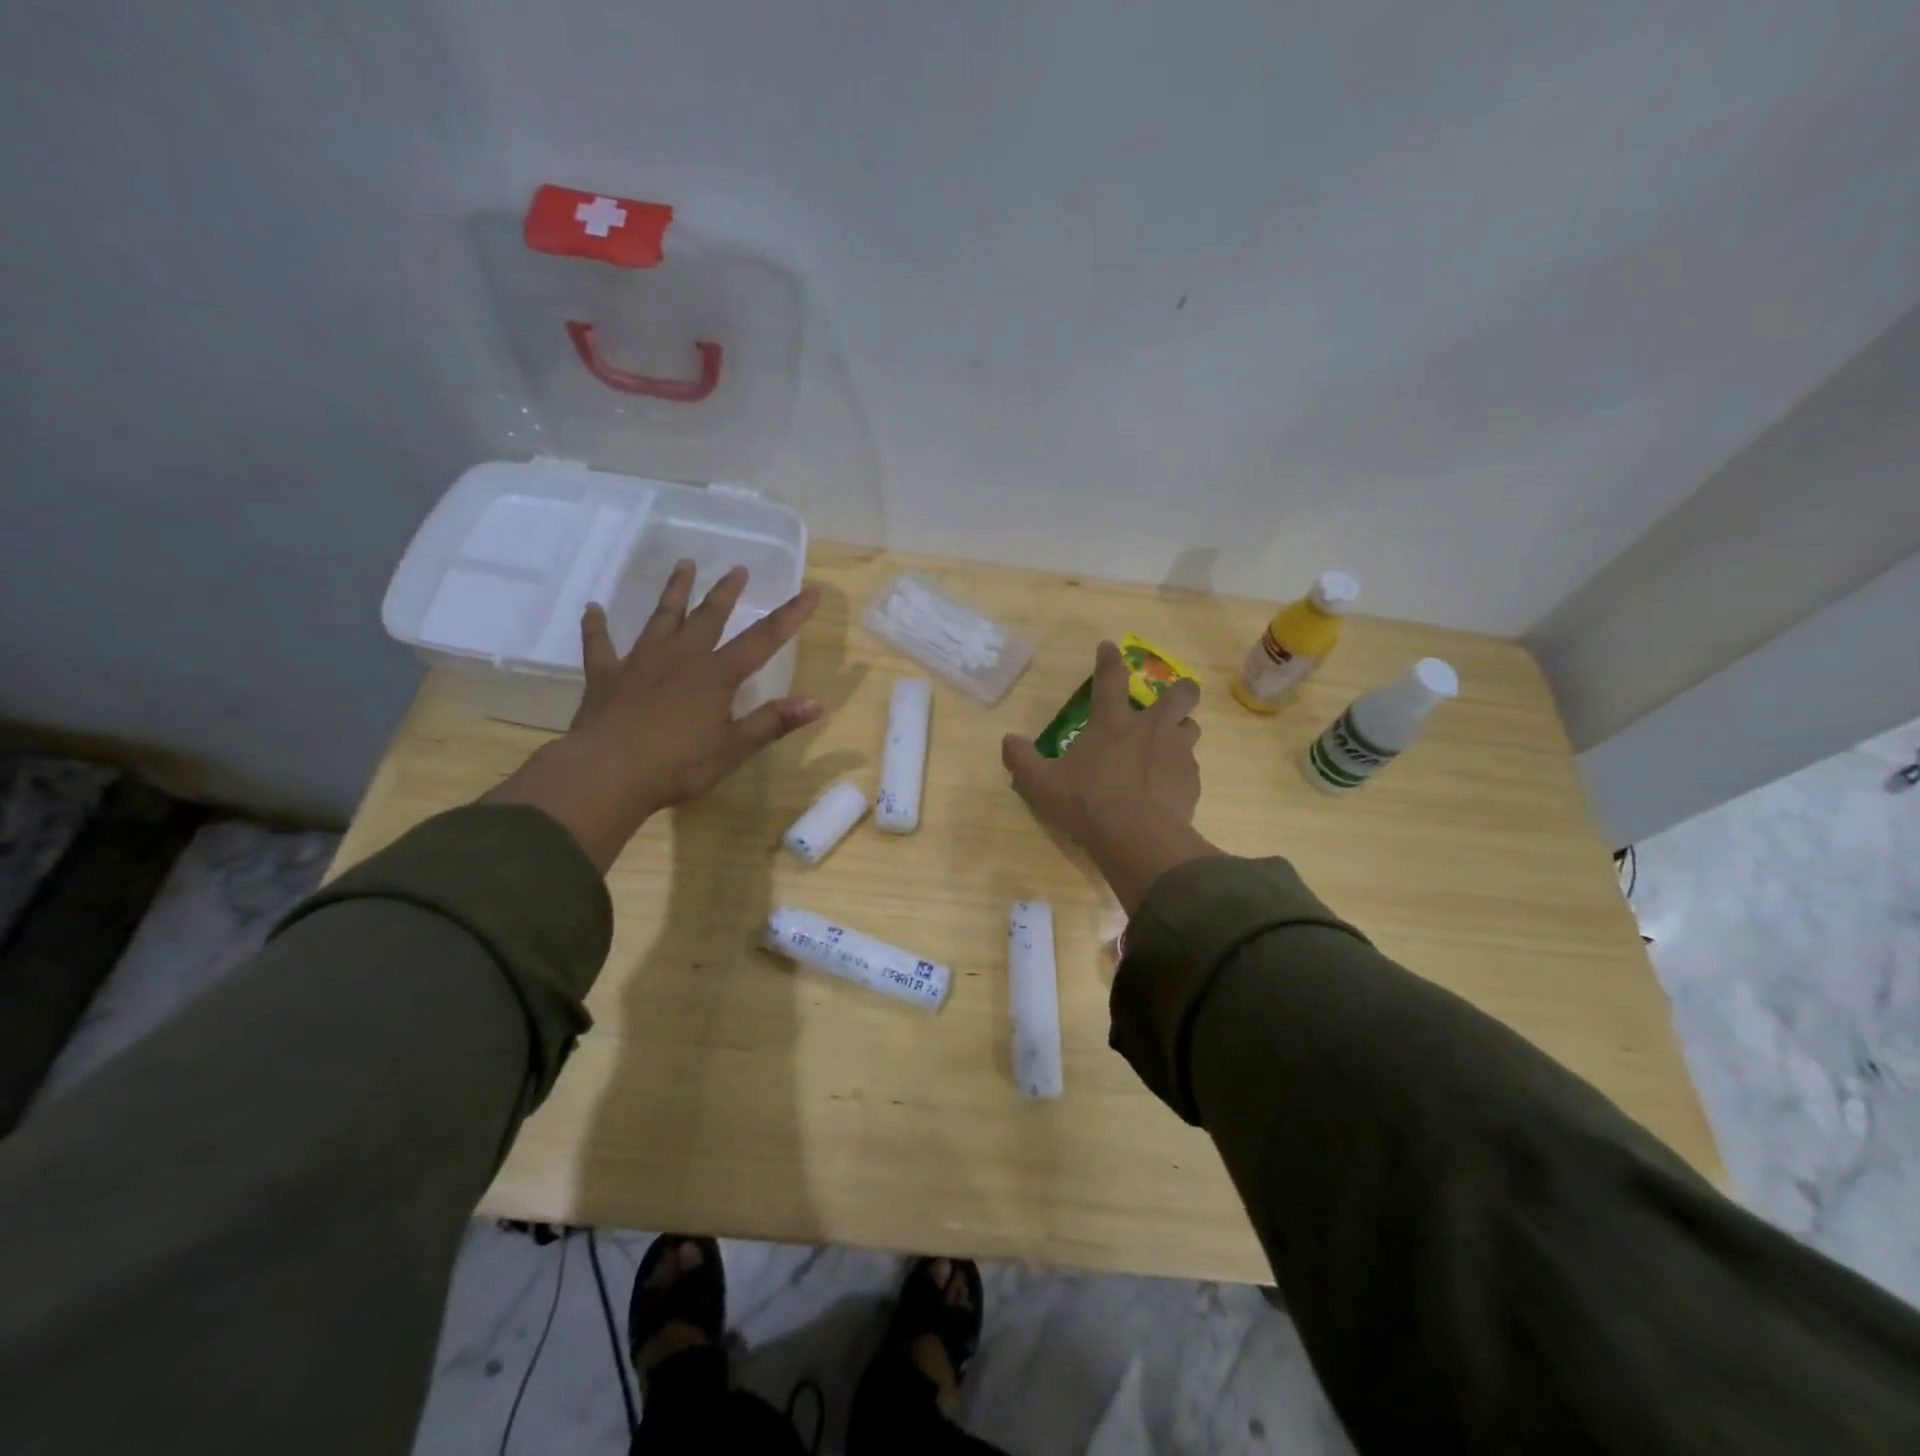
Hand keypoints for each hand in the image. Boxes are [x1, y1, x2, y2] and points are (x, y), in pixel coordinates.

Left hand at [489, 561, 822, 869]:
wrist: (607, 773)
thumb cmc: (678, 765)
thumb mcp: (734, 748)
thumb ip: (773, 722)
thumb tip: (815, 703)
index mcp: (716, 675)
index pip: (763, 639)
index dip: (790, 615)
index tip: (811, 591)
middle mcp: (681, 657)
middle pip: (709, 616)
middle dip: (726, 592)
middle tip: (738, 568)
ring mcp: (640, 662)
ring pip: (661, 618)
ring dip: (674, 591)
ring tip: (683, 564)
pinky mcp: (606, 676)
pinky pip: (600, 645)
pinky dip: (596, 626)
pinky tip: (592, 609)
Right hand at [1001, 640, 1218, 912]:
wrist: (1138, 838)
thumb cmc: (1087, 803)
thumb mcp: (1042, 784)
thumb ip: (1023, 760)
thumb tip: (1008, 740)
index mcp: (1113, 723)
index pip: (1111, 679)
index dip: (1109, 660)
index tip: (1110, 647)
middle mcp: (1151, 729)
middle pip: (1181, 694)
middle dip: (1180, 690)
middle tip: (1171, 699)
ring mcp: (1177, 753)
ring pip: (1192, 728)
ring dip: (1182, 730)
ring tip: (1169, 746)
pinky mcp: (1191, 781)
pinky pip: (1190, 767)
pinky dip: (1180, 771)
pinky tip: (1167, 788)